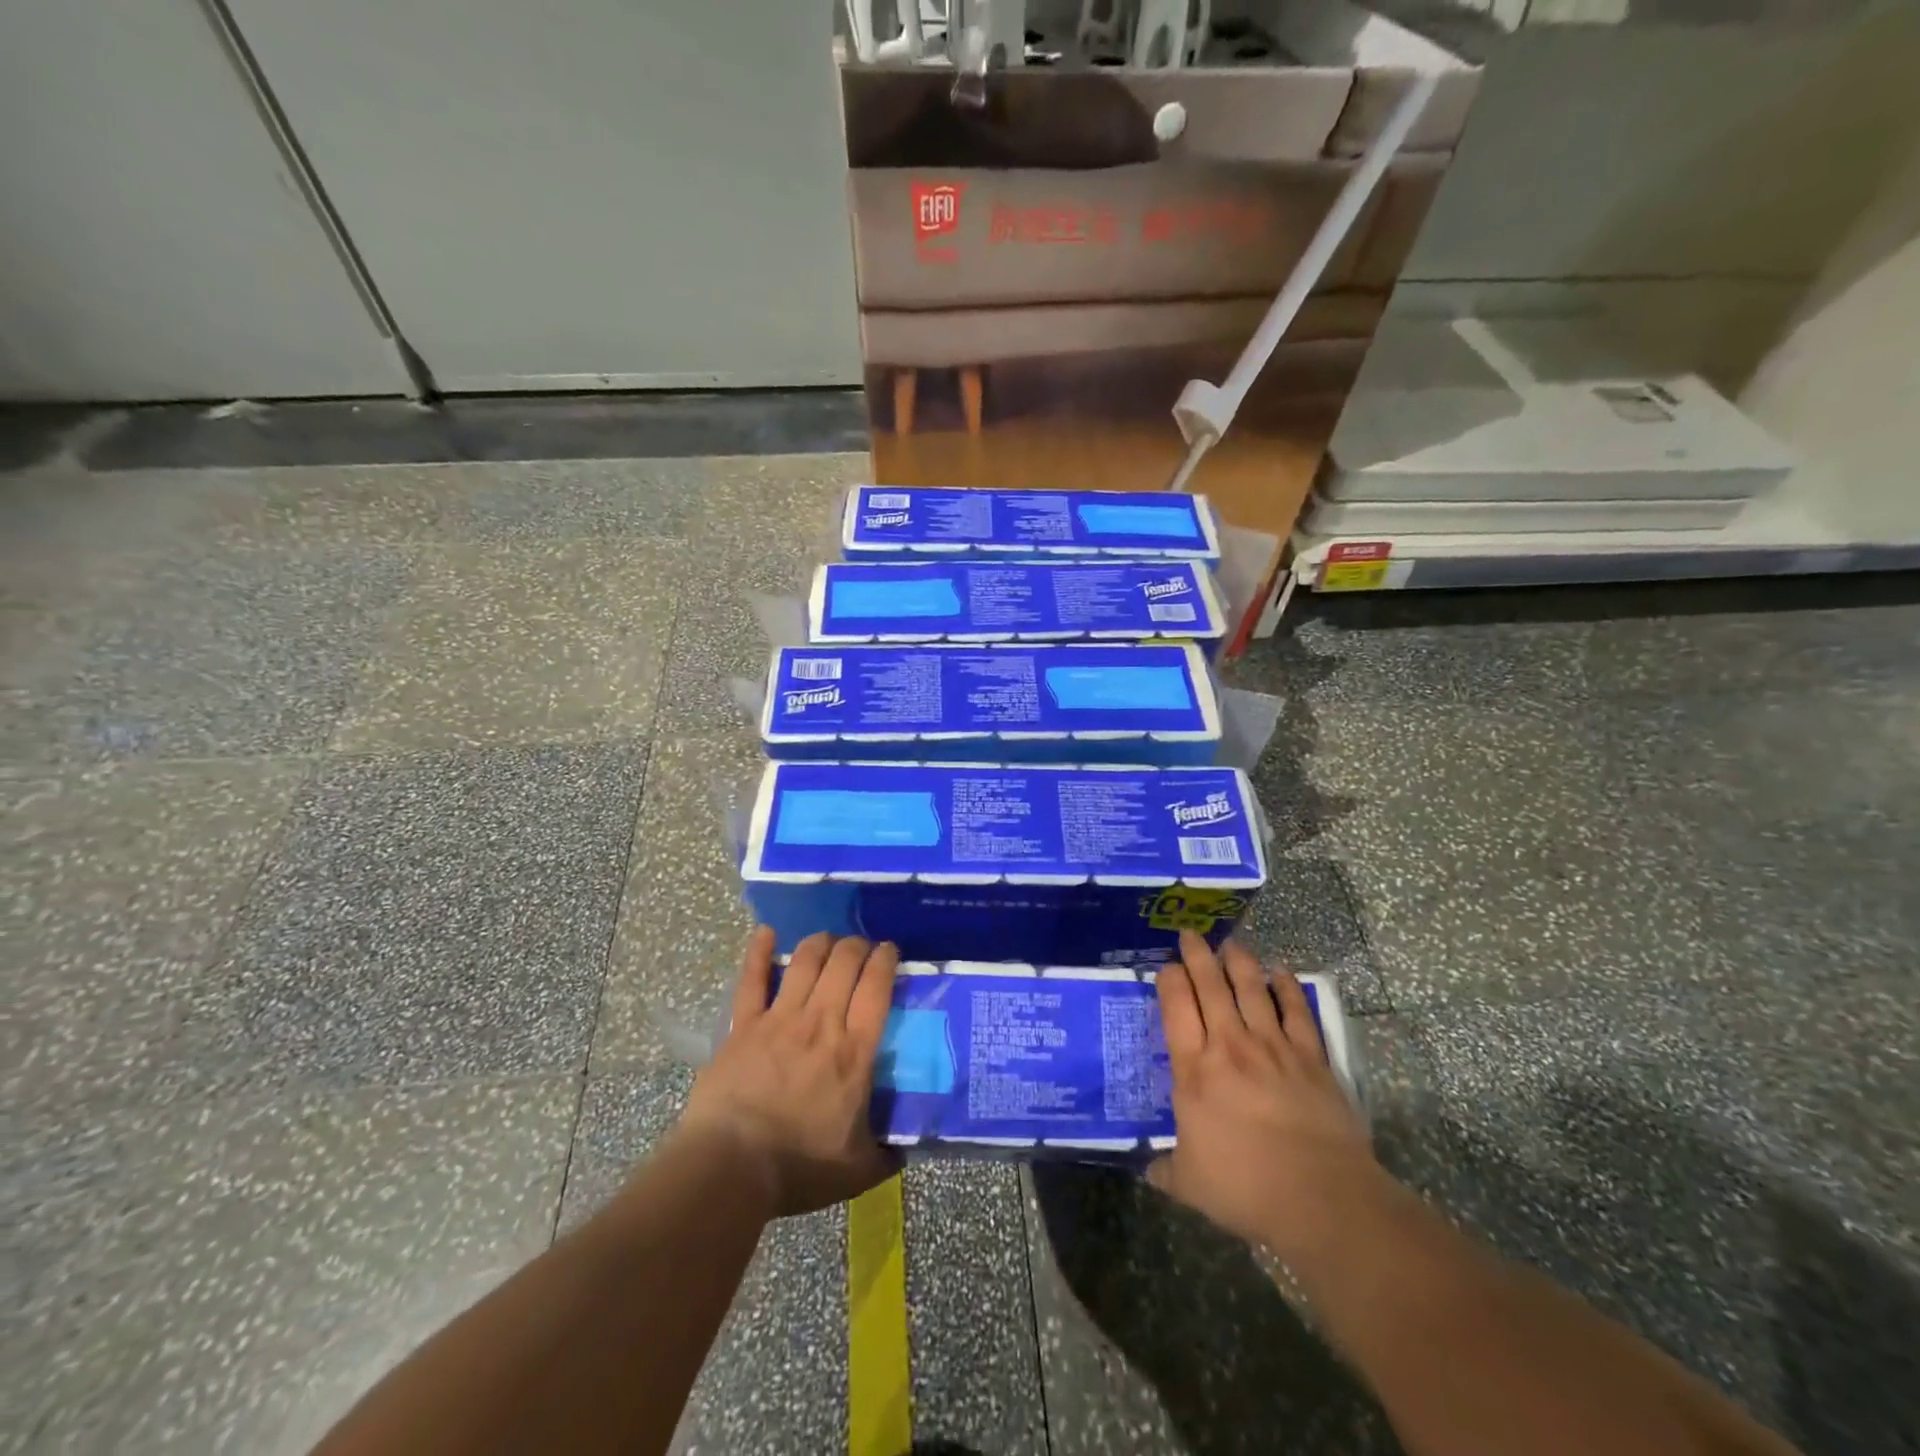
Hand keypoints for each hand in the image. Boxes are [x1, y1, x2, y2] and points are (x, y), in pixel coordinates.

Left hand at [679, 927, 899, 1218]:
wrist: (731, 1167)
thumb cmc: (798, 1166)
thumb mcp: (859, 1169)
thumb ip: (887, 1153)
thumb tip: (909, 1148)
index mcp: (854, 1051)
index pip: (876, 987)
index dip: (886, 959)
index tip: (890, 950)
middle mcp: (821, 1022)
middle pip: (843, 963)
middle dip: (857, 945)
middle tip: (861, 947)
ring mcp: (780, 1019)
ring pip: (805, 961)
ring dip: (820, 942)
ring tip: (828, 939)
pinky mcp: (744, 1025)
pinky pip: (752, 979)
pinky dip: (758, 952)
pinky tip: (765, 933)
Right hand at [1150, 931, 1385, 1261]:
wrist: (1321, 1198)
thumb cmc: (1246, 1188)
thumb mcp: (1190, 1184)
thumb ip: (1165, 1169)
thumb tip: (1148, 1169)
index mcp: (1194, 1069)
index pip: (1175, 1006)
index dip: (1169, 979)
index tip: (1166, 967)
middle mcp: (1230, 1045)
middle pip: (1210, 985)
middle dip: (1197, 955)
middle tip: (1190, 935)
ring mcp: (1274, 1047)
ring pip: (1251, 989)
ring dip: (1239, 962)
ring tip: (1231, 944)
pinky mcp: (1311, 1058)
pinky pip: (1297, 1011)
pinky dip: (1287, 988)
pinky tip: (1281, 973)